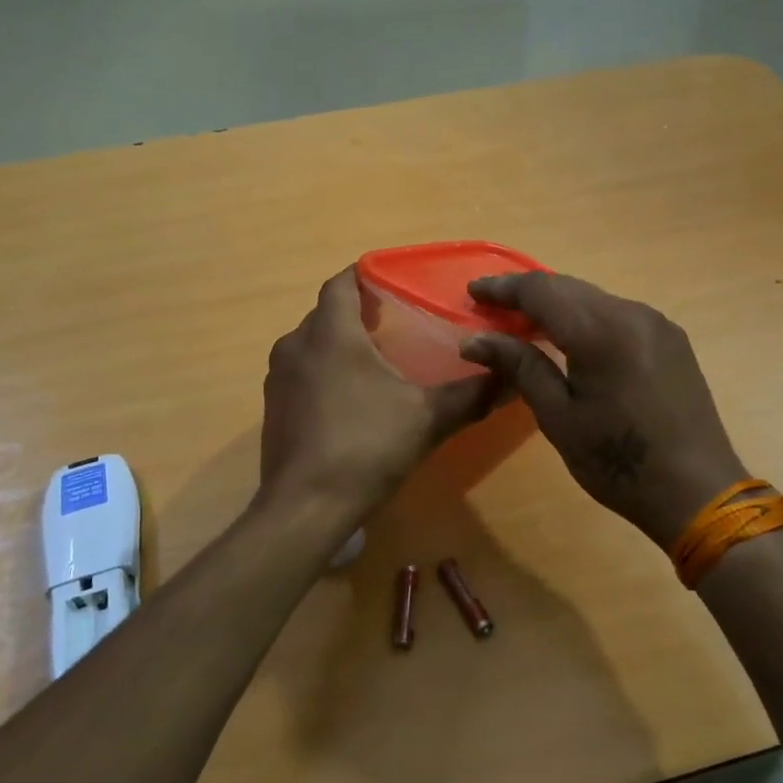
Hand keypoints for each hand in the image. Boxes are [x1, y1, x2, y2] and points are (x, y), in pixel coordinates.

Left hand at [258, 268, 503, 537]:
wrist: (306, 507)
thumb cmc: (366, 447)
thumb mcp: (427, 419)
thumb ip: (470, 394)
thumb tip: (510, 376)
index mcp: (331, 334)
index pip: (340, 283)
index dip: (365, 275)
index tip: (394, 282)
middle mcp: (296, 345)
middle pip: (326, 312)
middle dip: (357, 311)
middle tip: (394, 321)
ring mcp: (278, 377)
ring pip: (310, 342)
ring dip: (338, 342)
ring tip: (375, 359)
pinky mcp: (273, 407)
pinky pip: (300, 371)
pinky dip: (322, 370)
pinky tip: (348, 398)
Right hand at [460, 273, 745, 547]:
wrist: (698, 492)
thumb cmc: (618, 462)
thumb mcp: (558, 417)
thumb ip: (519, 366)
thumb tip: (474, 340)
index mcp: (601, 331)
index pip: (541, 290)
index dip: (503, 288)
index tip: (472, 292)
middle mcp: (631, 313)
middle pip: (568, 287)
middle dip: (527, 293)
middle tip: (491, 307)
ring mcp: (656, 323)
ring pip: (594, 298)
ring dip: (557, 304)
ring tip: (524, 322)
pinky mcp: (671, 339)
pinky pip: (617, 313)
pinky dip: (585, 317)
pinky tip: (570, 338)